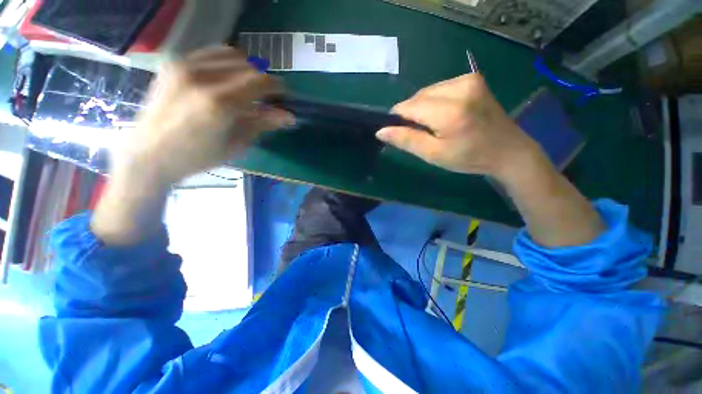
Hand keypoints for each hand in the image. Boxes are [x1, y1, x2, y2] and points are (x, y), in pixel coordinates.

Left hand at [92, 46, 293, 244]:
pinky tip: (228, 79)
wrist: (150, 154)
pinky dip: (226, 62)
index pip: (260, 81)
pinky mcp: (174, 64)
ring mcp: (184, 66)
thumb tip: (289, 116)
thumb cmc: (198, 157)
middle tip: (267, 97)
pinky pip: (210, 53)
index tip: (284, 97)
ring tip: (248, 87)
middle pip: (248, 65)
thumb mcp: (237, 144)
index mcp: (220, 102)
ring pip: (230, 54)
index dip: (277, 87)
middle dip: (263, 80)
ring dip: (246, 69)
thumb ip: (262, 123)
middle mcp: (202, 77)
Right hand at [376, 74, 540, 180]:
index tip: (400, 133)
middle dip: (411, 114)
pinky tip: (444, 115)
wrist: (508, 150)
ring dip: (422, 108)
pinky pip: (439, 88)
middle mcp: (459, 87)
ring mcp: (468, 79)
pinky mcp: (473, 78)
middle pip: (417, 97)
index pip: (407, 107)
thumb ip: (406, 140)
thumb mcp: (433, 154)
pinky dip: (434, 101)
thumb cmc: (469, 157)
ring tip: (434, 125)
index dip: (398, 119)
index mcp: (449, 111)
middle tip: (421, 133)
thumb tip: (381, 131)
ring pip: (427, 92)